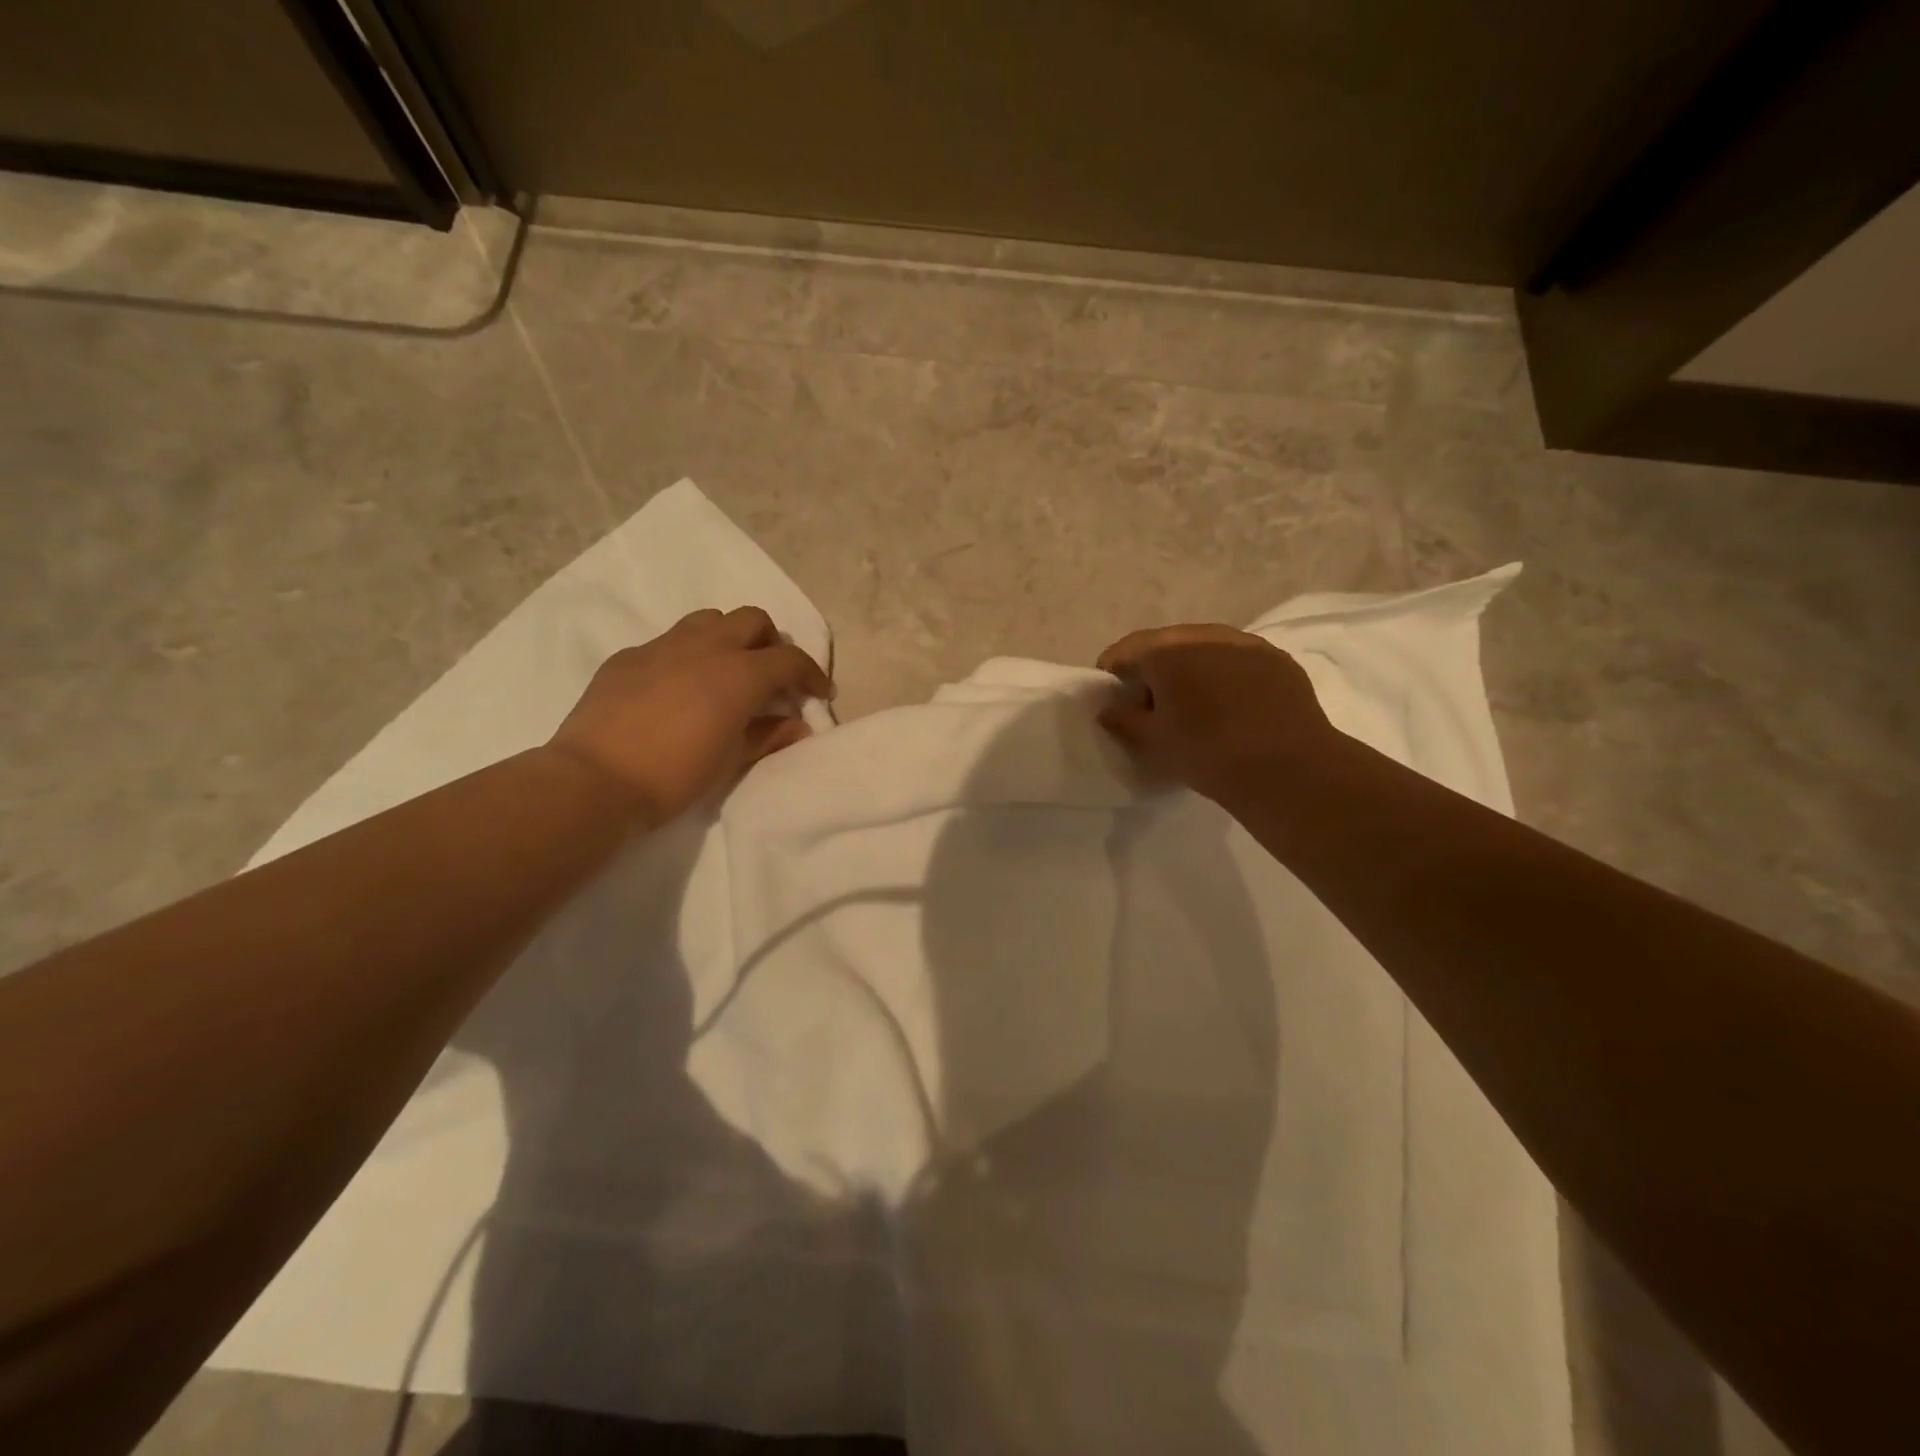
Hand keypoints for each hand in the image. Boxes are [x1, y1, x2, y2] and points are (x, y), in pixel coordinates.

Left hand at [548, 606, 832, 824]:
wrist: (595, 780)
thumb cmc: (675, 775)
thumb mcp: (732, 760)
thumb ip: (768, 735)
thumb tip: (796, 726)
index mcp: (739, 673)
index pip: (790, 659)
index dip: (812, 674)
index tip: (820, 694)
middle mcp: (705, 647)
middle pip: (752, 620)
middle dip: (771, 643)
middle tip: (772, 677)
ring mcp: (663, 646)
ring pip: (710, 620)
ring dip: (729, 639)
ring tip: (727, 672)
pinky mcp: (629, 657)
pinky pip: (669, 642)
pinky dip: (688, 656)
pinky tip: (679, 689)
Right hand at [1095, 624, 1336, 803]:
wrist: (1288, 768)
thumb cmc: (1207, 753)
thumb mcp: (1156, 741)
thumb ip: (1125, 720)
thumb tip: (1108, 711)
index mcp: (1166, 651)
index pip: (1126, 650)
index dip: (1113, 671)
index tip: (1112, 694)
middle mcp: (1204, 635)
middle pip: (1166, 644)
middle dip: (1154, 667)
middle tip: (1151, 702)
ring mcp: (1245, 643)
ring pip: (1205, 647)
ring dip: (1192, 667)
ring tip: (1193, 701)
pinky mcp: (1277, 658)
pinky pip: (1238, 659)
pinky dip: (1225, 674)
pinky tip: (1231, 703)